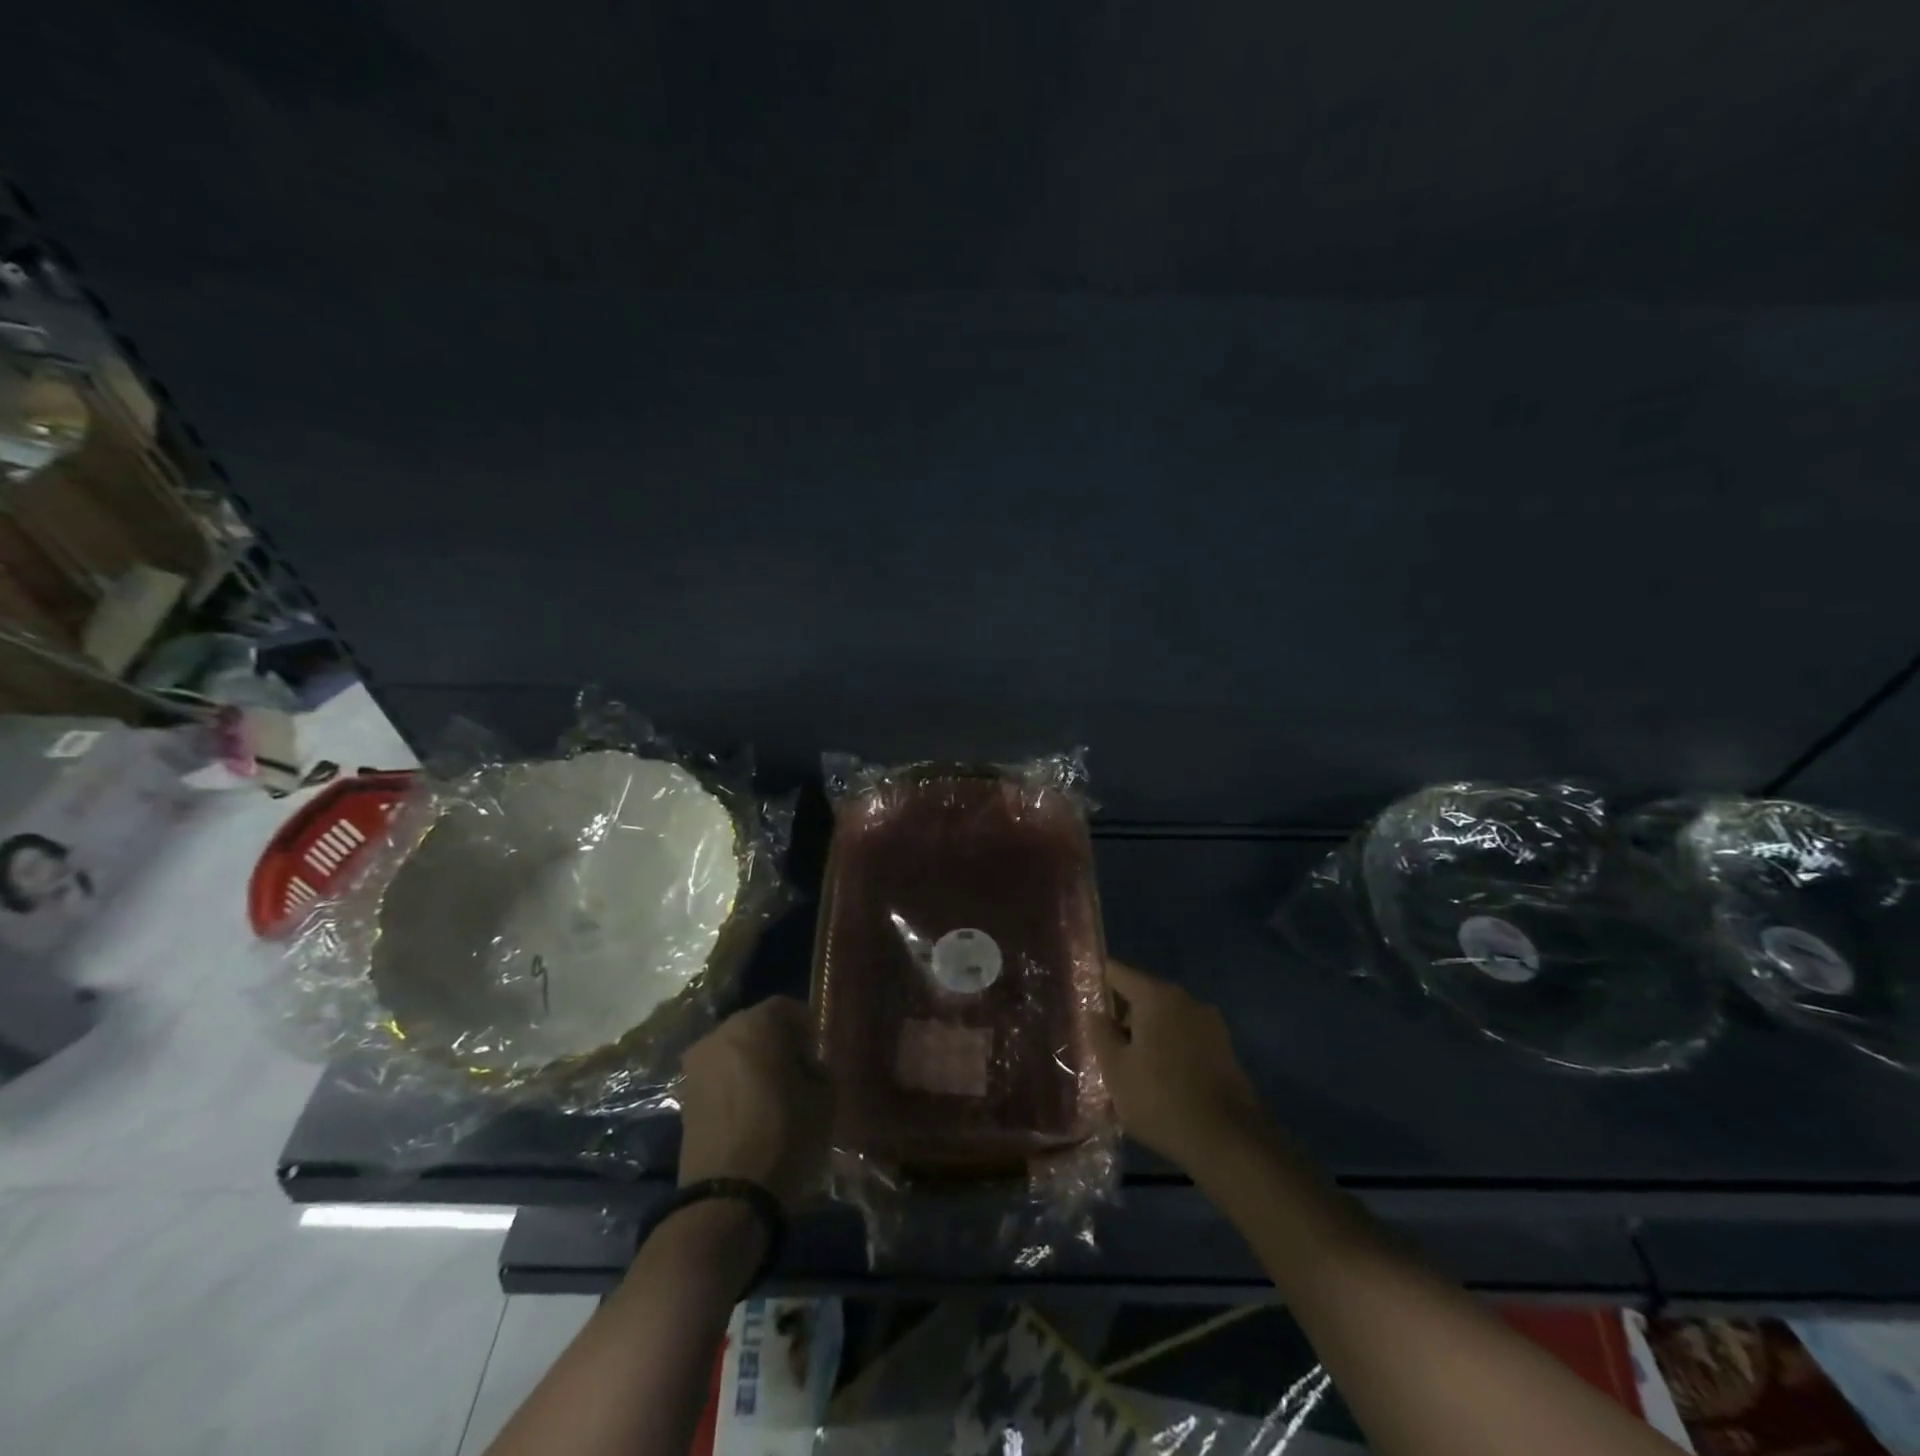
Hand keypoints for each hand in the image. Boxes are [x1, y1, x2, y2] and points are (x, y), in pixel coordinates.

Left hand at [677, 996, 832, 1210]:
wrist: (728, 1197)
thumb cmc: (785, 1135)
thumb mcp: (824, 1096)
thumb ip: (817, 1067)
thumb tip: (805, 1064)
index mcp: (755, 1023)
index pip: (785, 1007)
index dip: (805, 1025)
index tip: (818, 1050)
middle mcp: (720, 1034)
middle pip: (756, 1026)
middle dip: (778, 1042)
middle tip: (799, 1069)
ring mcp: (697, 1065)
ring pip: (734, 1051)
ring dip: (754, 1063)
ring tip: (776, 1092)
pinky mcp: (684, 1097)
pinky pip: (719, 1076)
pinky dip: (735, 1084)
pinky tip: (753, 1110)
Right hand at [1090, 960, 1271, 1174]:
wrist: (1228, 1140)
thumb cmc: (1160, 1099)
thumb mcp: (1116, 1070)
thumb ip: (1100, 1034)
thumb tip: (1095, 1013)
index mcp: (1156, 996)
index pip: (1118, 972)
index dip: (1097, 980)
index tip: (1080, 994)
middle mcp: (1185, 1000)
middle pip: (1143, 996)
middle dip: (1121, 1016)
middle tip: (1102, 1043)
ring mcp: (1209, 1023)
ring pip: (1165, 1019)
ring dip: (1146, 1035)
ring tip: (1129, 1068)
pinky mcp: (1224, 1049)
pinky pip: (1184, 1038)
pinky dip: (1168, 1049)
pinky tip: (1158, 1080)